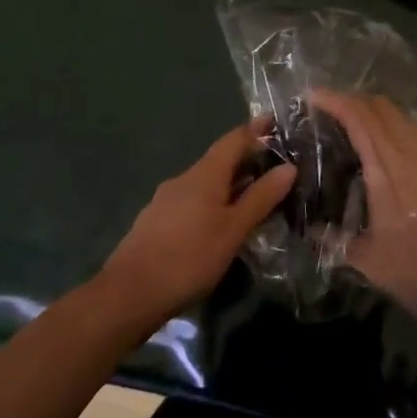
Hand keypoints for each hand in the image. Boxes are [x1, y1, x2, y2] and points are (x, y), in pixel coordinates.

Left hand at [99, 121, 295, 331]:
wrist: (127, 295)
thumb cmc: (188, 257)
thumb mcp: (233, 230)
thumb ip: (261, 198)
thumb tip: (289, 166)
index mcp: (205, 173)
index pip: (234, 139)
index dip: (255, 130)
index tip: (275, 121)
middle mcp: (184, 179)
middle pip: (219, 161)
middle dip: (245, 161)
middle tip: (273, 166)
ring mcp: (165, 201)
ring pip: (204, 183)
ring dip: (228, 185)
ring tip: (251, 198)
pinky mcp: (155, 223)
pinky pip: (191, 202)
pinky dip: (211, 203)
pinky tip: (218, 224)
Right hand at [319, 90, 416, 338]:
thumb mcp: (371, 263)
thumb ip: (337, 242)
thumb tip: (311, 230)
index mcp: (387, 169)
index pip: (359, 119)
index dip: (335, 100)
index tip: (312, 95)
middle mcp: (410, 152)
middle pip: (381, 107)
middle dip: (353, 99)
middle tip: (329, 110)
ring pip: (400, 117)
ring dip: (375, 112)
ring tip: (354, 126)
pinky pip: (415, 132)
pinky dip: (394, 127)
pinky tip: (386, 149)